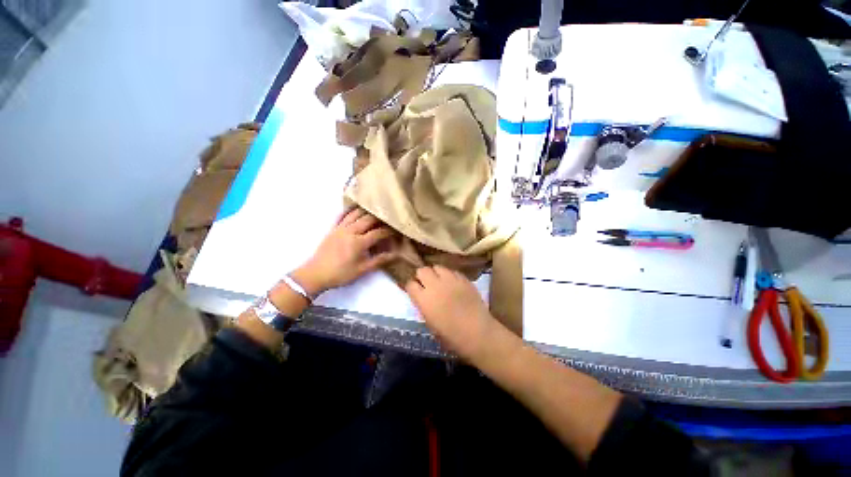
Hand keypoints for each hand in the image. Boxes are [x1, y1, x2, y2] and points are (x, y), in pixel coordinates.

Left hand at [293, 208, 397, 294]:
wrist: (316, 274)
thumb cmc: (340, 274)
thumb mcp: (362, 270)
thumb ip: (379, 261)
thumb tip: (395, 255)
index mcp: (358, 242)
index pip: (378, 232)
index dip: (389, 231)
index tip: (397, 231)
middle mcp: (350, 231)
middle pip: (368, 219)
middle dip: (380, 218)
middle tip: (389, 219)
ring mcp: (340, 228)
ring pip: (356, 214)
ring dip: (367, 211)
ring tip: (376, 210)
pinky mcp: (333, 228)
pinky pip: (342, 215)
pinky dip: (350, 210)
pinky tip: (356, 208)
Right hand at [404, 266, 497, 360]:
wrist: (478, 333)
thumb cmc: (452, 336)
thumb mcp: (431, 325)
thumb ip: (424, 308)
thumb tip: (423, 300)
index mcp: (424, 299)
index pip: (410, 284)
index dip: (412, 287)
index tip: (415, 291)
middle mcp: (434, 285)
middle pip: (422, 270)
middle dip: (422, 276)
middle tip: (426, 284)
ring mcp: (450, 280)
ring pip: (437, 267)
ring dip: (436, 273)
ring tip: (440, 281)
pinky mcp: (463, 278)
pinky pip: (452, 271)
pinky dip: (450, 275)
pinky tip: (453, 284)